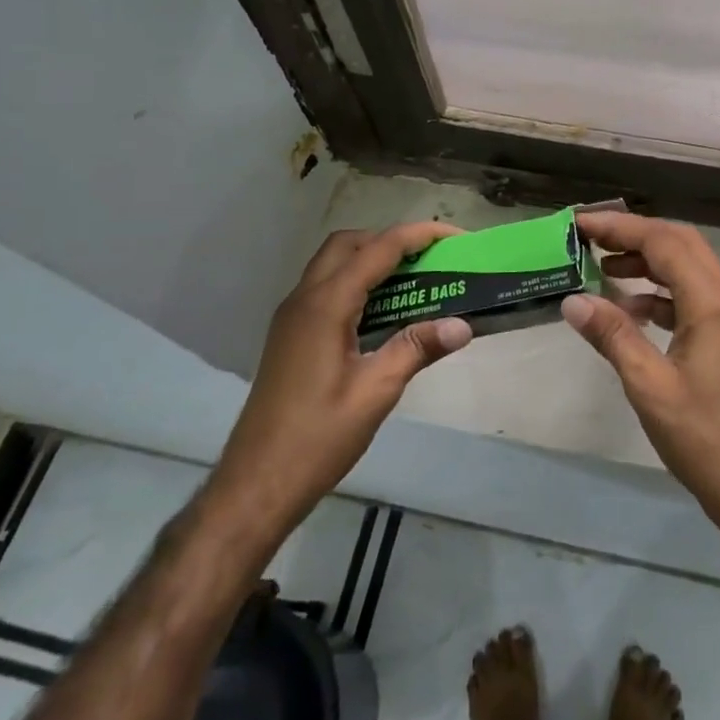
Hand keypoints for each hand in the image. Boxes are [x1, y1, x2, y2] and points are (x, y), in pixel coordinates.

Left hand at [209, 222, 472, 531]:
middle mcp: (304, 299)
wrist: (256, 484)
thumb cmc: (318, 438)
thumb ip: (417, 348)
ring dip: (372, 260)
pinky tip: (382, 314)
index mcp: (325, 305)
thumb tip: (463, 325)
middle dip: (391, 240)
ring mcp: (292, 317)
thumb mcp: (376, 392)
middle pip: (349, 245)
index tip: (455, 237)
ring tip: (414, 282)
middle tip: (429, 259)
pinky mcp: (290, 336)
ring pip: (333, 265)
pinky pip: (326, 289)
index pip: (378, 250)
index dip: (419, 235)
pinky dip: (356, 283)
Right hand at [559, 213, 719, 539]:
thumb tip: (573, 300)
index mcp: (712, 302)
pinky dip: (658, 292)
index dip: (620, 228)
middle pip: (680, 244)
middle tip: (590, 237)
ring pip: (687, 267)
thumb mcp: (649, 386)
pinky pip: (690, 296)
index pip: (664, 243)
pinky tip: (629, 308)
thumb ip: (612, 336)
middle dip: (634, 235)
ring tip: (602, 265)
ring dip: (647, 261)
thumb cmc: (703, 437)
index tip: (580, 224)